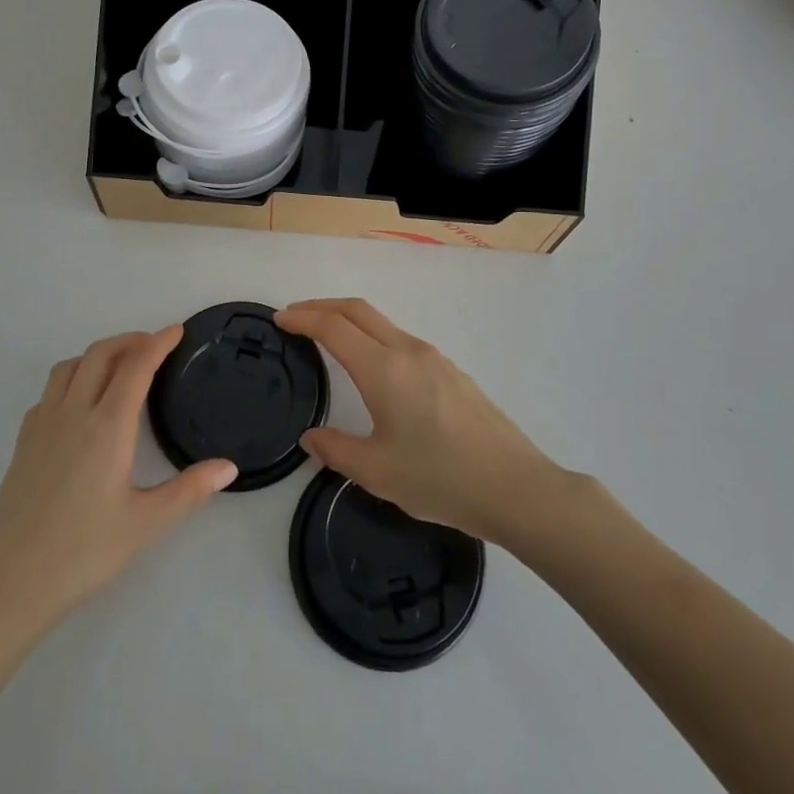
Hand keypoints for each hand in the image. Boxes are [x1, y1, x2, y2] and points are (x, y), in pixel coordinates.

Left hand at [0, 328, 236, 635]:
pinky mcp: (22, 443)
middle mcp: (73, 413)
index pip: (136, 366)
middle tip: (154, 346)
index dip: (158, 343)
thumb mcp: (145, 524)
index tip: (177, 330)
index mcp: (107, 426)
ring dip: (97, 354)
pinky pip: (49, 392)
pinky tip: (79, 404)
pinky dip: (71, 379)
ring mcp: (42, 426)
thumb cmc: (81, 554)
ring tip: (119, 367)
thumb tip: (229, 467)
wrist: (5, 586)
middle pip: (100, 354)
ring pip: (69, 366)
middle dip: (129, 340)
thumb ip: (189, 490)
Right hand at [276, 299, 564, 543]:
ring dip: (349, 320)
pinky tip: (372, 367)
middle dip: (322, 307)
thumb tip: (312, 437)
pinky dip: (373, 336)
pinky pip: (401, 340)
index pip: (333, 327)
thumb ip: (337, 450)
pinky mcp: (451, 371)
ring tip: (328, 338)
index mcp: (383, 369)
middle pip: (358, 310)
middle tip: (295, 317)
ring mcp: (433, 358)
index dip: (303, 318)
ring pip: (382, 322)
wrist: (514, 486)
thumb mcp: (377, 472)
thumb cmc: (439, 479)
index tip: (280, 319)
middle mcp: (407, 351)